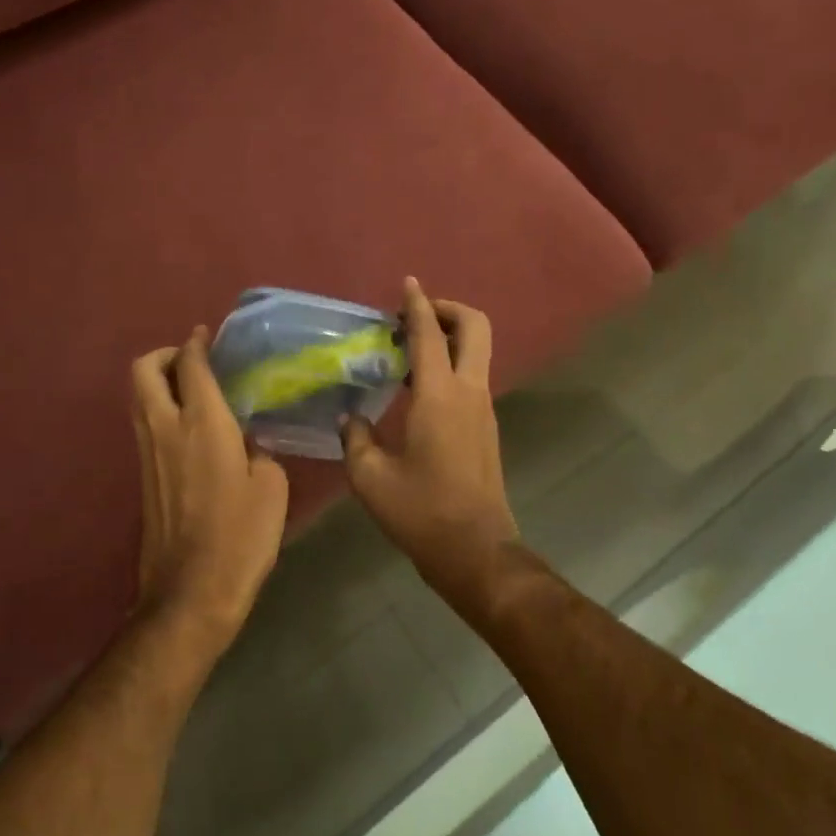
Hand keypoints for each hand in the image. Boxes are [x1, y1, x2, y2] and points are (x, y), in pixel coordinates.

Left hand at [131, 327, 289, 661]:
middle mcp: (166, 429)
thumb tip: (245, 443)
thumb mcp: (271, 488)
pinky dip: (159, 410)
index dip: (198, 344)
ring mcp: (147, 453)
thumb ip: (258, 451)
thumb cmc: (241, 537)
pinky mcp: (142, 476)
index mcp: (202, 424)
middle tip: (193, 361)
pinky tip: (190, 428)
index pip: (192, 366)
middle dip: (165, 355)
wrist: (191, 592)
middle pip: (145, 370)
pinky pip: (144, 424)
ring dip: (159, 382)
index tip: (207, 335)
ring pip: (138, 397)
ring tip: (192, 390)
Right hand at [341, 278, 520, 610]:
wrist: (475, 551)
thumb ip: (354, 439)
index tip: (406, 284)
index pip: (429, 334)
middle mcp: (469, 393)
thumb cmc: (421, 512)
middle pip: (475, 327)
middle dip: (448, 309)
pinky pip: (471, 378)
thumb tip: (350, 419)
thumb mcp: (370, 477)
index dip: (416, 304)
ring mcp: (483, 410)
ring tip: (406, 351)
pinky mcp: (486, 428)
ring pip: (476, 352)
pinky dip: (449, 366)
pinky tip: (416, 389)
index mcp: (439, 397)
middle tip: (413, 316)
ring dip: (448, 338)